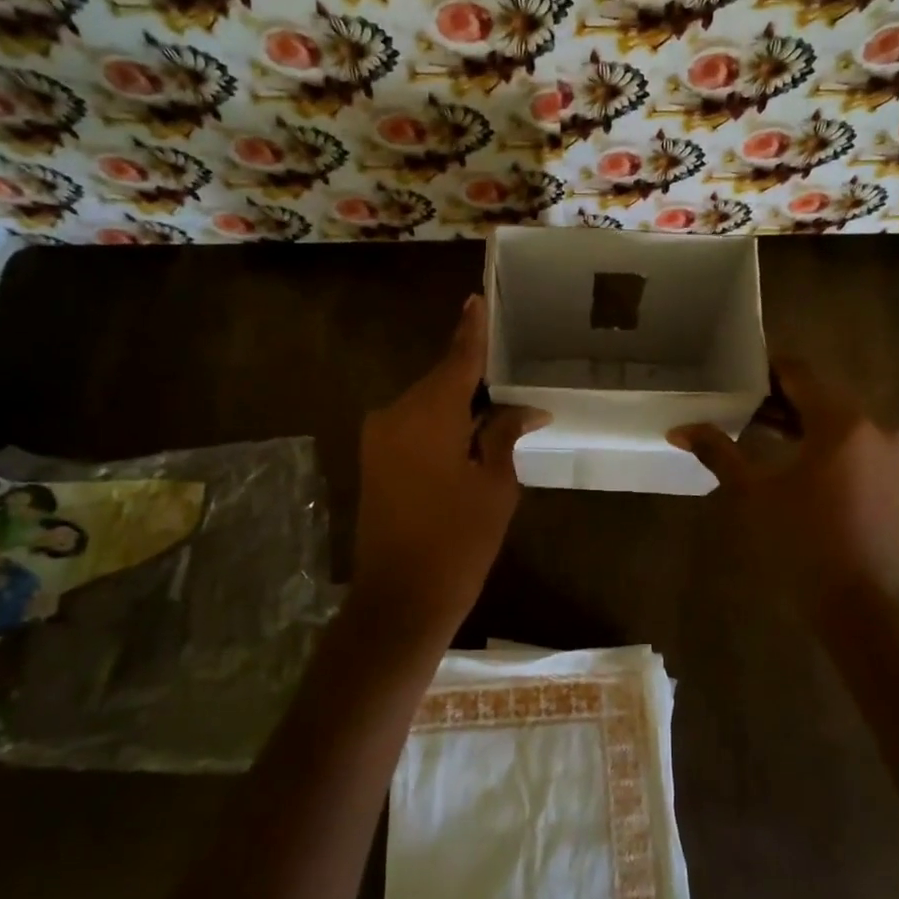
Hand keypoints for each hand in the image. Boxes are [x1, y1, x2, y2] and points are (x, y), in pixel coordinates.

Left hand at [352, 295, 544, 636]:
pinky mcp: (374, 459)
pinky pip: (413, 425)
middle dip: (473, 379)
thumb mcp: (494, 485)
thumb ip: (503, 435)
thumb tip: (524, 408)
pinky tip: (468, 436)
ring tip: (497, 411)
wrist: (400, 600)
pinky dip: (440, 424)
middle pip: (441, 381)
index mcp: (427, 414)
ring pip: (426, 404)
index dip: (471, 330)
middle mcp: (395, 414)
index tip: (476, 298)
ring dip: (458, 405)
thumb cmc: (458, 542)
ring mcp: (379, 437)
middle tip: (511, 378)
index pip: (457, 359)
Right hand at [669, 358, 898, 604]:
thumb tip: (679, 429)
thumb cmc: (803, 541)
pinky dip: (823, 439)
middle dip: (780, 395)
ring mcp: (888, 453)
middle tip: (739, 400)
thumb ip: (718, 452)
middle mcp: (873, 426)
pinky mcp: (891, 477)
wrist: (860, 603)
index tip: (735, 373)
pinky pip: (853, 441)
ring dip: (801, 418)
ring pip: (838, 418)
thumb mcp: (754, 492)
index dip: (766, 369)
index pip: (800, 373)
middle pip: (821, 393)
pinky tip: (793, 454)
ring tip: (758, 424)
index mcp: (842, 421)